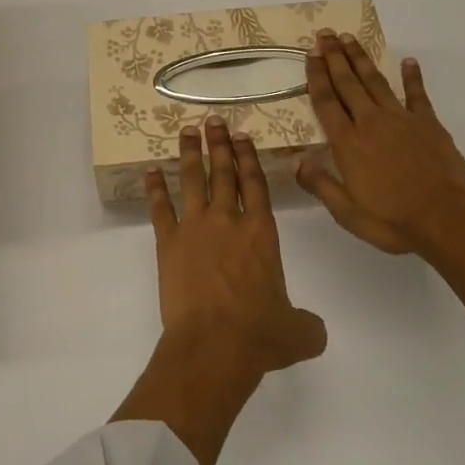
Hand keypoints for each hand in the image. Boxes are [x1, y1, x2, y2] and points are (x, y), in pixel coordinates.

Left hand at [112, 119, 325, 464]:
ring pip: (192, 180)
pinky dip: (155, 189)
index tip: (241, 136)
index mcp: (261, 233)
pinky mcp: (169, 243)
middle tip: (213, 120)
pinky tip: (150, 171)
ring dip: (189, 154)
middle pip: (223, 172)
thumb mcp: (298, 333)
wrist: (213, 345)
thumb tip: (314, 330)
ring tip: (187, 131)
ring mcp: (195, 228)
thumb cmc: (259, 336)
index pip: (255, 183)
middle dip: (219, 144)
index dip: (248, 157)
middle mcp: (228, 220)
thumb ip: (307, 324)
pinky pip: (160, 209)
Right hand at [297, 32, 464, 331]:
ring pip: (375, 81)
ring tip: (349, 38)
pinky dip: (412, 76)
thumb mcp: (348, 213)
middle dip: (334, 57)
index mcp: (348, 143)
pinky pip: (417, 94)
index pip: (326, 102)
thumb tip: (297, 162)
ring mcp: (400, 119)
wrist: (448, 218)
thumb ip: (321, 185)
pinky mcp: (428, 123)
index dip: (316, 76)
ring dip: (360, 59)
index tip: (310, 54)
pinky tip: (408, 61)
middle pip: (348, 83)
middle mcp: (370, 123)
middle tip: (325, 34)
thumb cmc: (394, 220)